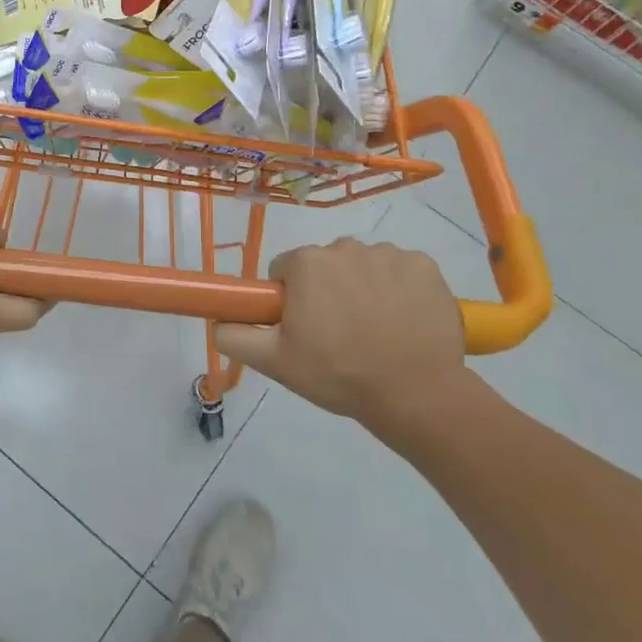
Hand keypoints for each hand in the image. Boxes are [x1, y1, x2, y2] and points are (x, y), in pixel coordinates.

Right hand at [214, 239, 479, 443]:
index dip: (291, 299)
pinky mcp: (426, 266)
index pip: (285, 270)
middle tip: (339, 335)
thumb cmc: (338, 374)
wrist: (416, 394)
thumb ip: (234, 336)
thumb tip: (216, 319)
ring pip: (364, 266)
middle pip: (326, 265)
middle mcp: (346, 247)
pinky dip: (400, 289)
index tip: (304, 328)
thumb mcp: (274, 362)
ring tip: (376, 332)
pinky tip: (404, 322)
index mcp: (307, 264)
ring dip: (364, 289)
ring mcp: (390, 254)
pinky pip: (401, 270)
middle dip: (327, 291)